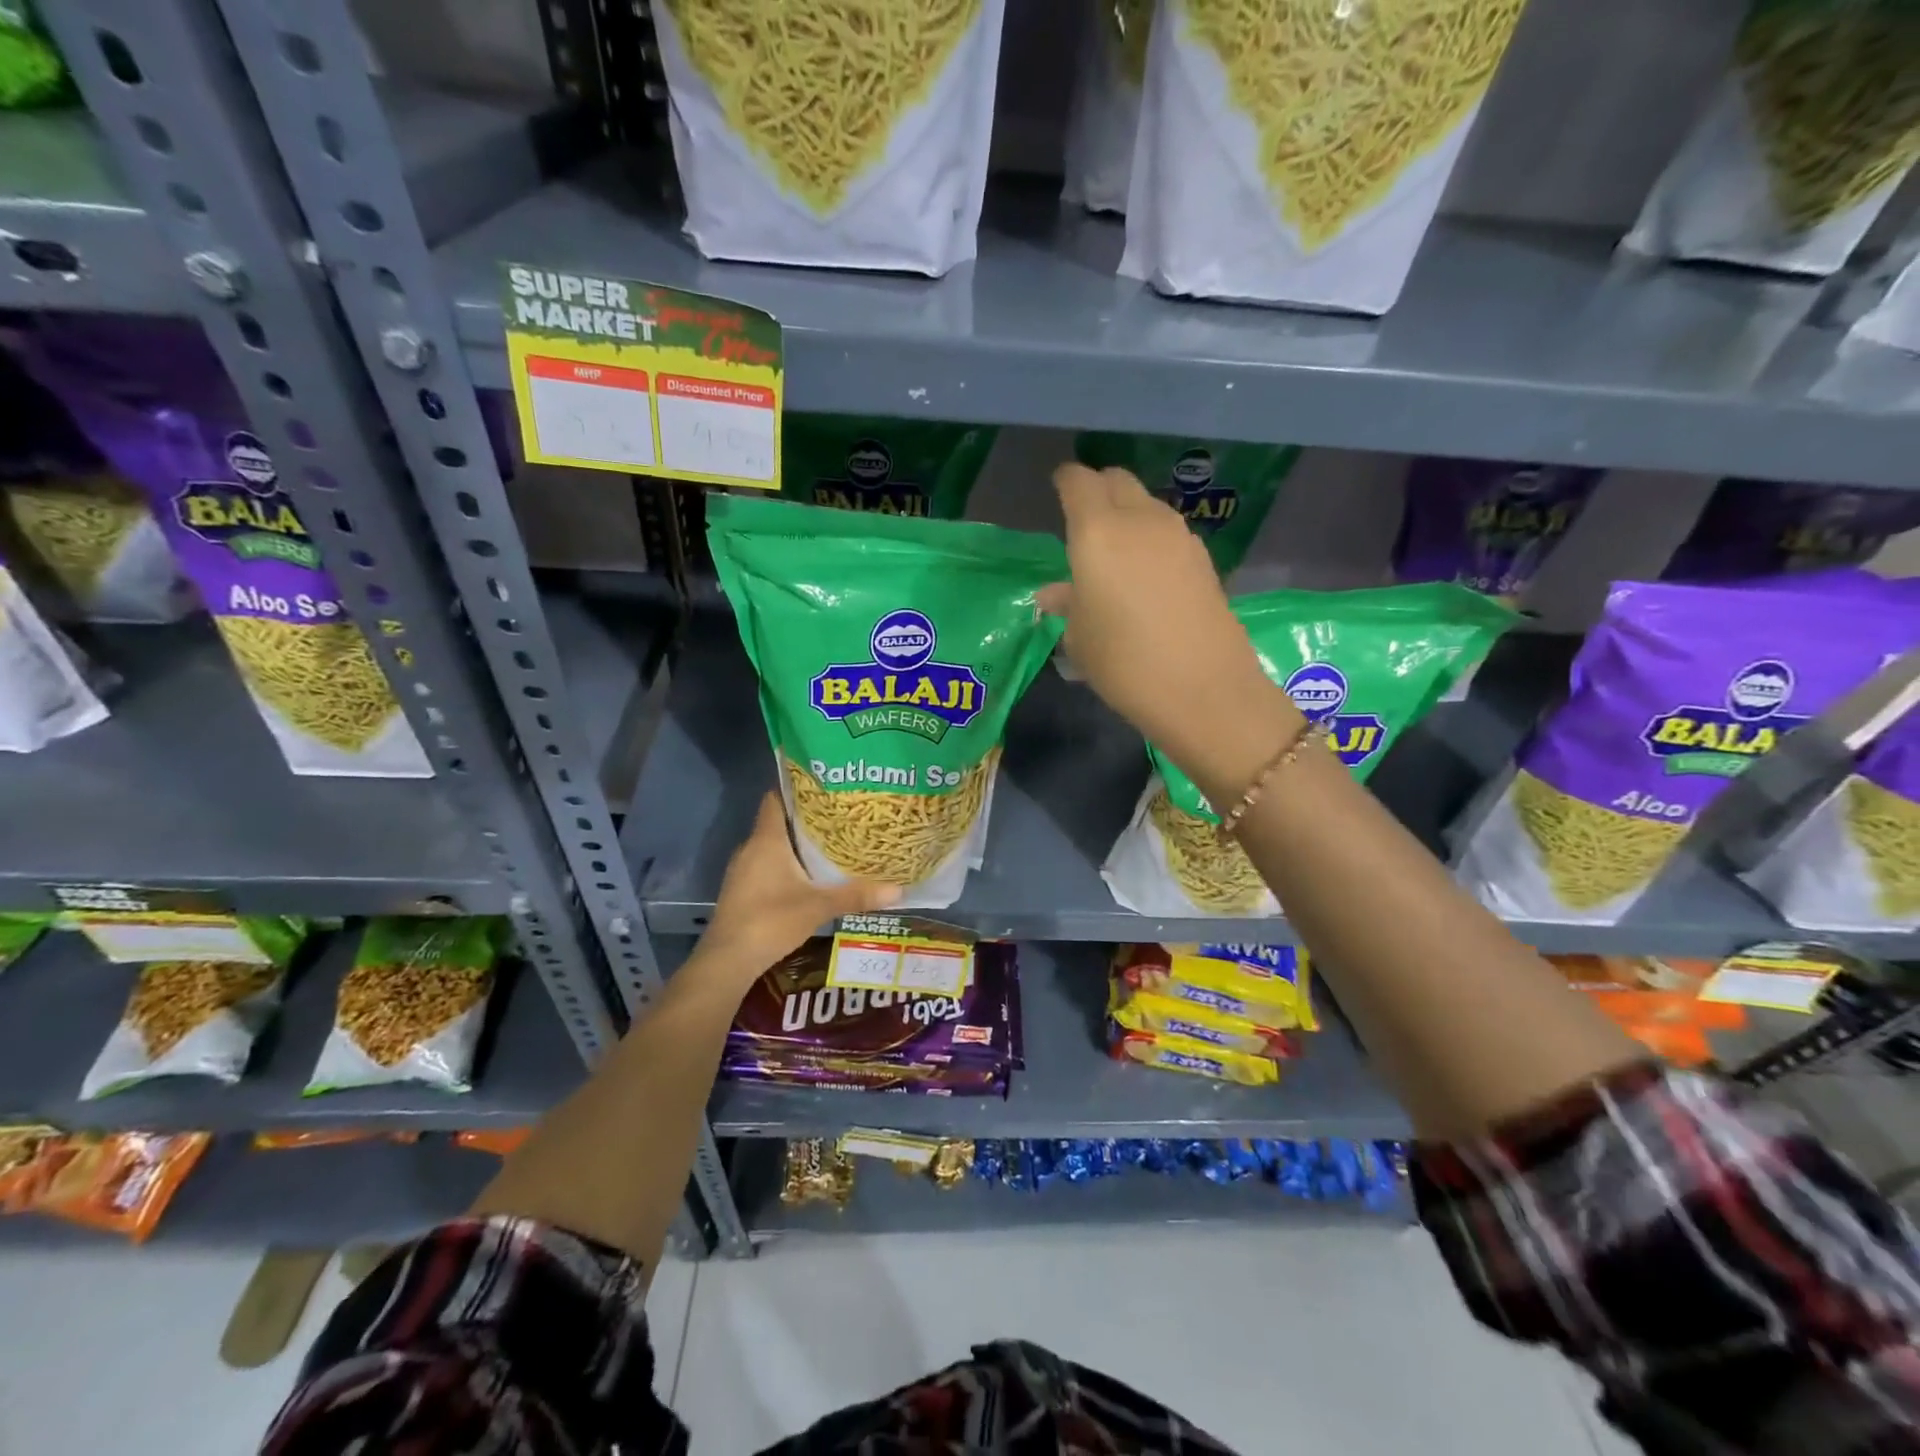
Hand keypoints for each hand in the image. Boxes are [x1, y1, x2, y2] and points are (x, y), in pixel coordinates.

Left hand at [696, 793, 900, 984]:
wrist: (728, 960)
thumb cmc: (771, 920)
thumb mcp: (819, 906)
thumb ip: (856, 895)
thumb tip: (899, 890)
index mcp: (767, 840)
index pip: (775, 798)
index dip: (796, 789)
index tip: (824, 786)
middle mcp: (751, 848)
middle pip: (777, 821)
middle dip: (805, 818)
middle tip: (839, 816)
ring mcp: (743, 870)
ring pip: (772, 845)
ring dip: (796, 844)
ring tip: (830, 843)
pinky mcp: (741, 889)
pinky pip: (766, 864)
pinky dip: (786, 864)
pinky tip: (808, 875)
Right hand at [1039, 464, 1301, 804]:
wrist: (1203, 689)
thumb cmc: (1123, 663)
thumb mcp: (1080, 638)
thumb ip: (1067, 604)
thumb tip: (1054, 593)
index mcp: (1097, 531)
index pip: (1078, 482)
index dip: (1065, 482)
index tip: (1057, 490)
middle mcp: (1139, 520)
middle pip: (1117, 481)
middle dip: (1098, 489)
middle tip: (1083, 517)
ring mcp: (1178, 536)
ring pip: (1146, 505)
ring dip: (1127, 514)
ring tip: (1114, 550)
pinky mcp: (1203, 558)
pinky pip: (1167, 532)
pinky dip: (1150, 539)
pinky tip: (1145, 574)